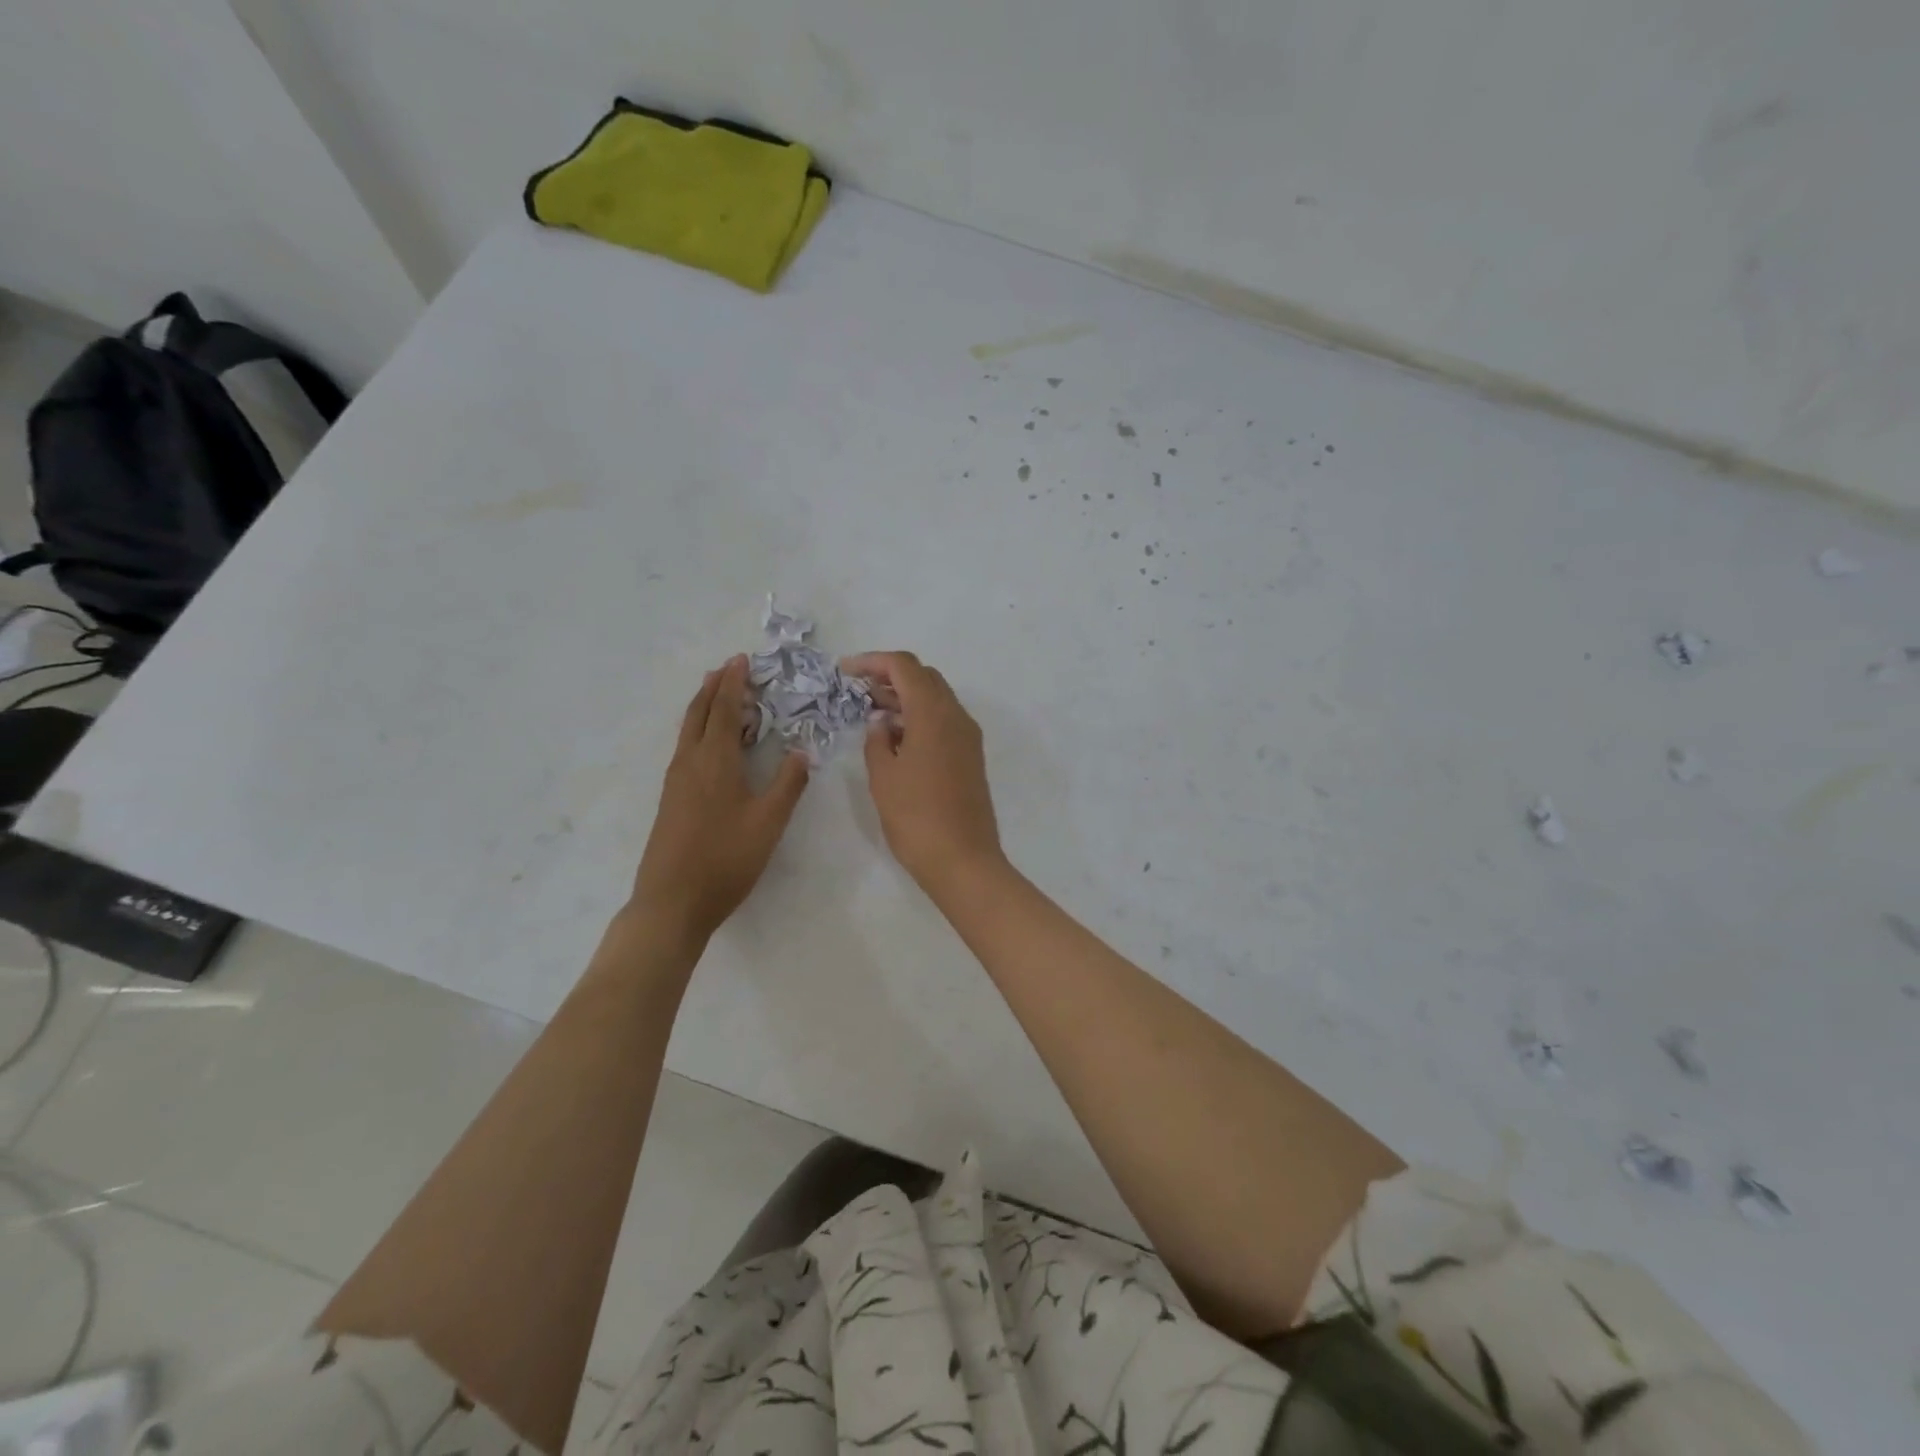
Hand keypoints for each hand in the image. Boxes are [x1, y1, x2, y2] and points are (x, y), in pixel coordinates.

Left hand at [629, 657, 809, 944]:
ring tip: (716, 694)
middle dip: (713, 687)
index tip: (741, 660)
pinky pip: (685, 748)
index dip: (734, 684)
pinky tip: (709, 743)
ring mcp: (675, 781)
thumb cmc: (726, 859)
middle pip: (698, 713)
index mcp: (714, 761)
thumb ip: (788, 784)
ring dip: (703, 706)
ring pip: (688, 730)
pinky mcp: (671, 799)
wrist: (672, 901)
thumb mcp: (769, 822)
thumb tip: (801, 752)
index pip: (724, 710)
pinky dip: (699, 730)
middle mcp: (689, 763)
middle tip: (728, 668)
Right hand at [843, 651, 1004, 896]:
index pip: (904, 667)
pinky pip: (944, 721)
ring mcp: (967, 737)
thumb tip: (882, 722)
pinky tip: (896, 737)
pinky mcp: (970, 756)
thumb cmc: (916, 817)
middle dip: (890, 676)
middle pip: (924, 677)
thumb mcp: (883, 777)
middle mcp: (956, 717)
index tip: (845, 671)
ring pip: (936, 699)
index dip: (873, 662)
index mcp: (933, 714)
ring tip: (872, 712)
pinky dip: (919, 717)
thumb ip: (877, 740)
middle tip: (858, 691)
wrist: (963, 860)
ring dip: (906, 697)